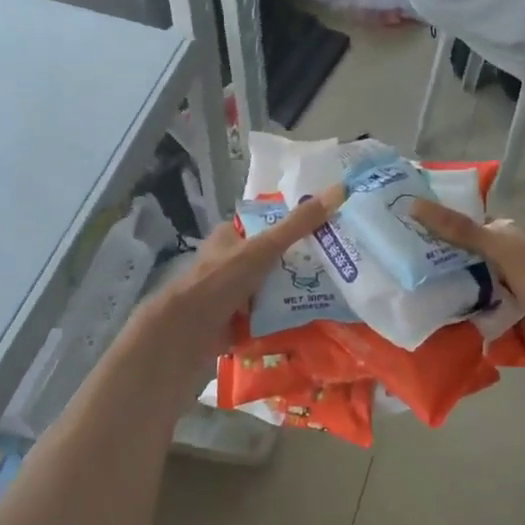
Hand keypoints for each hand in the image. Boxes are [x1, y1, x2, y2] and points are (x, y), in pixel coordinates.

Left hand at [146, 186, 343, 362]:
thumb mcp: (263, 248)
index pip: (269, 225)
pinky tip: (312, 321)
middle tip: (338, 269)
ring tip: (334, 296)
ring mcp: (233, 293)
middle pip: (274, 259)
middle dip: (301, 266)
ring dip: (295, 294)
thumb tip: (338, 190)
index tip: (330, 234)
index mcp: (230, 236)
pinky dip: (285, 319)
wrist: (186, 334)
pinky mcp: (236, 321)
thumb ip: (298, 224)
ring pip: (273, 288)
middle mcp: (230, 262)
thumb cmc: (221, 281)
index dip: (298, 227)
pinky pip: (268, 316)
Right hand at [410, 200, 524, 367]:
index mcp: (502, 236)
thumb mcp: (497, 247)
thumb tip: (413, 205)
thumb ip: (458, 229)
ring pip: (459, 288)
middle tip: (392, 267)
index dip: (434, 226)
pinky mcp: (496, 319)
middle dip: (430, 264)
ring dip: (439, 292)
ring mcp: (497, 291)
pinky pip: (467, 314)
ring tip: (398, 293)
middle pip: (456, 260)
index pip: (461, 226)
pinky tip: (421, 318)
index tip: (399, 230)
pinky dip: (451, 317)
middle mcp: (498, 261)